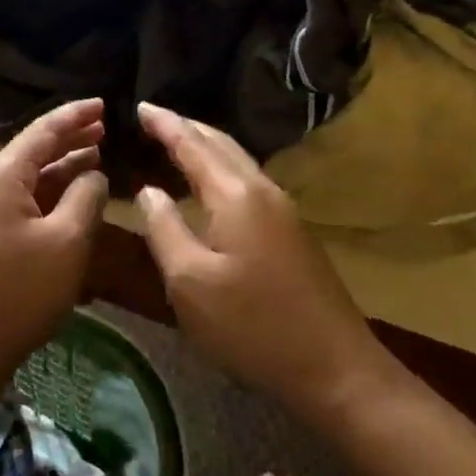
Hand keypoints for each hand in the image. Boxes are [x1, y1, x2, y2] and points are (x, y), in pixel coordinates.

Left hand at [0, 99, 109, 393]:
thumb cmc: (17, 293)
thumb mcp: (66, 243)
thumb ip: (86, 199)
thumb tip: (94, 174)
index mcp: (0, 177)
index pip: (43, 131)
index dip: (75, 116)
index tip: (105, 104)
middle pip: (32, 151)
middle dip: (69, 139)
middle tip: (104, 129)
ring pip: (26, 179)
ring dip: (60, 168)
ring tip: (95, 157)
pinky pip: (19, 202)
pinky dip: (47, 195)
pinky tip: (70, 201)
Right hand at [135, 102, 387, 408]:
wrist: (336, 370)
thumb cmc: (252, 326)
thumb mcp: (189, 282)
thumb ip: (163, 229)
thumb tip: (148, 191)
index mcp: (235, 195)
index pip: (192, 144)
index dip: (164, 123)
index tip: (139, 105)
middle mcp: (262, 191)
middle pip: (220, 144)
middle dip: (186, 127)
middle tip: (154, 117)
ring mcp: (283, 212)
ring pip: (237, 161)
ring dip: (205, 146)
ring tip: (177, 141)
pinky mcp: (291, 233)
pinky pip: (247, 181)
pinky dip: (220, 169)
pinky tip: (209, 184)